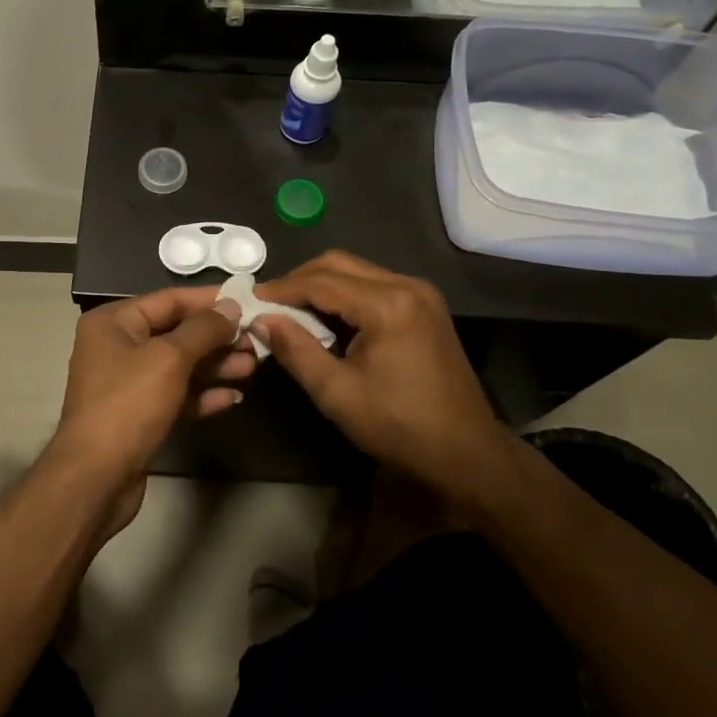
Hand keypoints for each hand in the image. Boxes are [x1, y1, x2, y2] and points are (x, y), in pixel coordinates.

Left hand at [46, 288, 250, 532]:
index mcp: (114, 323)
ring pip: (180, 366)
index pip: (169, 300)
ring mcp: (127, 383)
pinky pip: (176, 396)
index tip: (248, 302)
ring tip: (252, 367)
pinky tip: (233, 398)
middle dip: (217, 338)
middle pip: (176, 333)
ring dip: (215, 366)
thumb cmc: (129, 405)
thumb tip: (231, 306)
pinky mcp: (139, 416)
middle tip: (256, 341)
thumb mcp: (170, 358)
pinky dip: (202, 395)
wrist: (96, 478)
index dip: (209, 300)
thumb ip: (204, 329)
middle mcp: (117, 347)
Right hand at [255, 252, 511, 494]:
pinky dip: (346, 294)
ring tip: (292, 311)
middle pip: (339, 263)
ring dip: (322, 285)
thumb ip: (296, 350)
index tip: (250, 299)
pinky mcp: (426, 306)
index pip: (321, 281)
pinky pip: (375, 285)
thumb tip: (260, 320)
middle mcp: (407, 285)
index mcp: (387, 305)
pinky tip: (328, 318)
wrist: (466, 452)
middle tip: (270, 303)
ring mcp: (421, 294)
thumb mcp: (336, 393)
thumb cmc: (398, 426)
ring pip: (357, 271)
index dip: (282, 288)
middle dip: (300, 280)